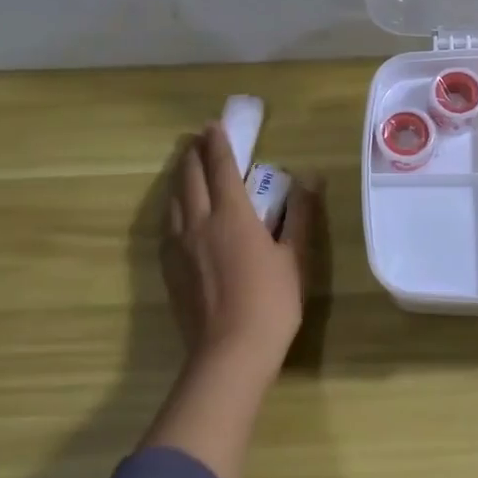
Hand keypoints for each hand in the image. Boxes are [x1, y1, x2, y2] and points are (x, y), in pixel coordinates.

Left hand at [160, 123, 319, 379]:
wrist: (230, 353)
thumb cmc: (272, 303)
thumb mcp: (295, 257)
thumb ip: (299, 214)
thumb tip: (310, 177)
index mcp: (232, 215)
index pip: (222, 167)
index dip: (218, 143)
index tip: (214, 125)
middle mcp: (199, 222)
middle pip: (190, 177)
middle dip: (193, 153)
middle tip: (197, 137)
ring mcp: (179, 246)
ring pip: (174, 199)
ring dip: (179, 176)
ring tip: (184, 164)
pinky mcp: (169, 268)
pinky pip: (167, 224)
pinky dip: (172, 204)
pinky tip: (177, 211)